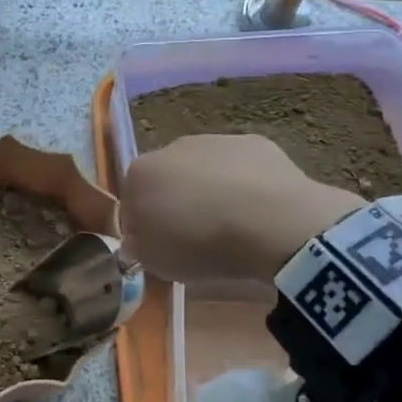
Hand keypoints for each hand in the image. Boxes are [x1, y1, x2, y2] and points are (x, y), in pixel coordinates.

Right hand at [120, 134, 365, 282]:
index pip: (131, 200)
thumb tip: (139, 238)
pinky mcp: (255, 143)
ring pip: (205, 170)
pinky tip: (258, 212)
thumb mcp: (154, 261)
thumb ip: (138, 245)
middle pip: (168, 178)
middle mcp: (172, 147)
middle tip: (195, 236)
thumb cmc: (201, 244)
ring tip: (232, 226)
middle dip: (178, 202)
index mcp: (140, 173)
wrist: (270, 223)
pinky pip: (242, 169)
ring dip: (212, 192)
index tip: (161, 245)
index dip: (145, 225)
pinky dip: (245, 186)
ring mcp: (216, 141)